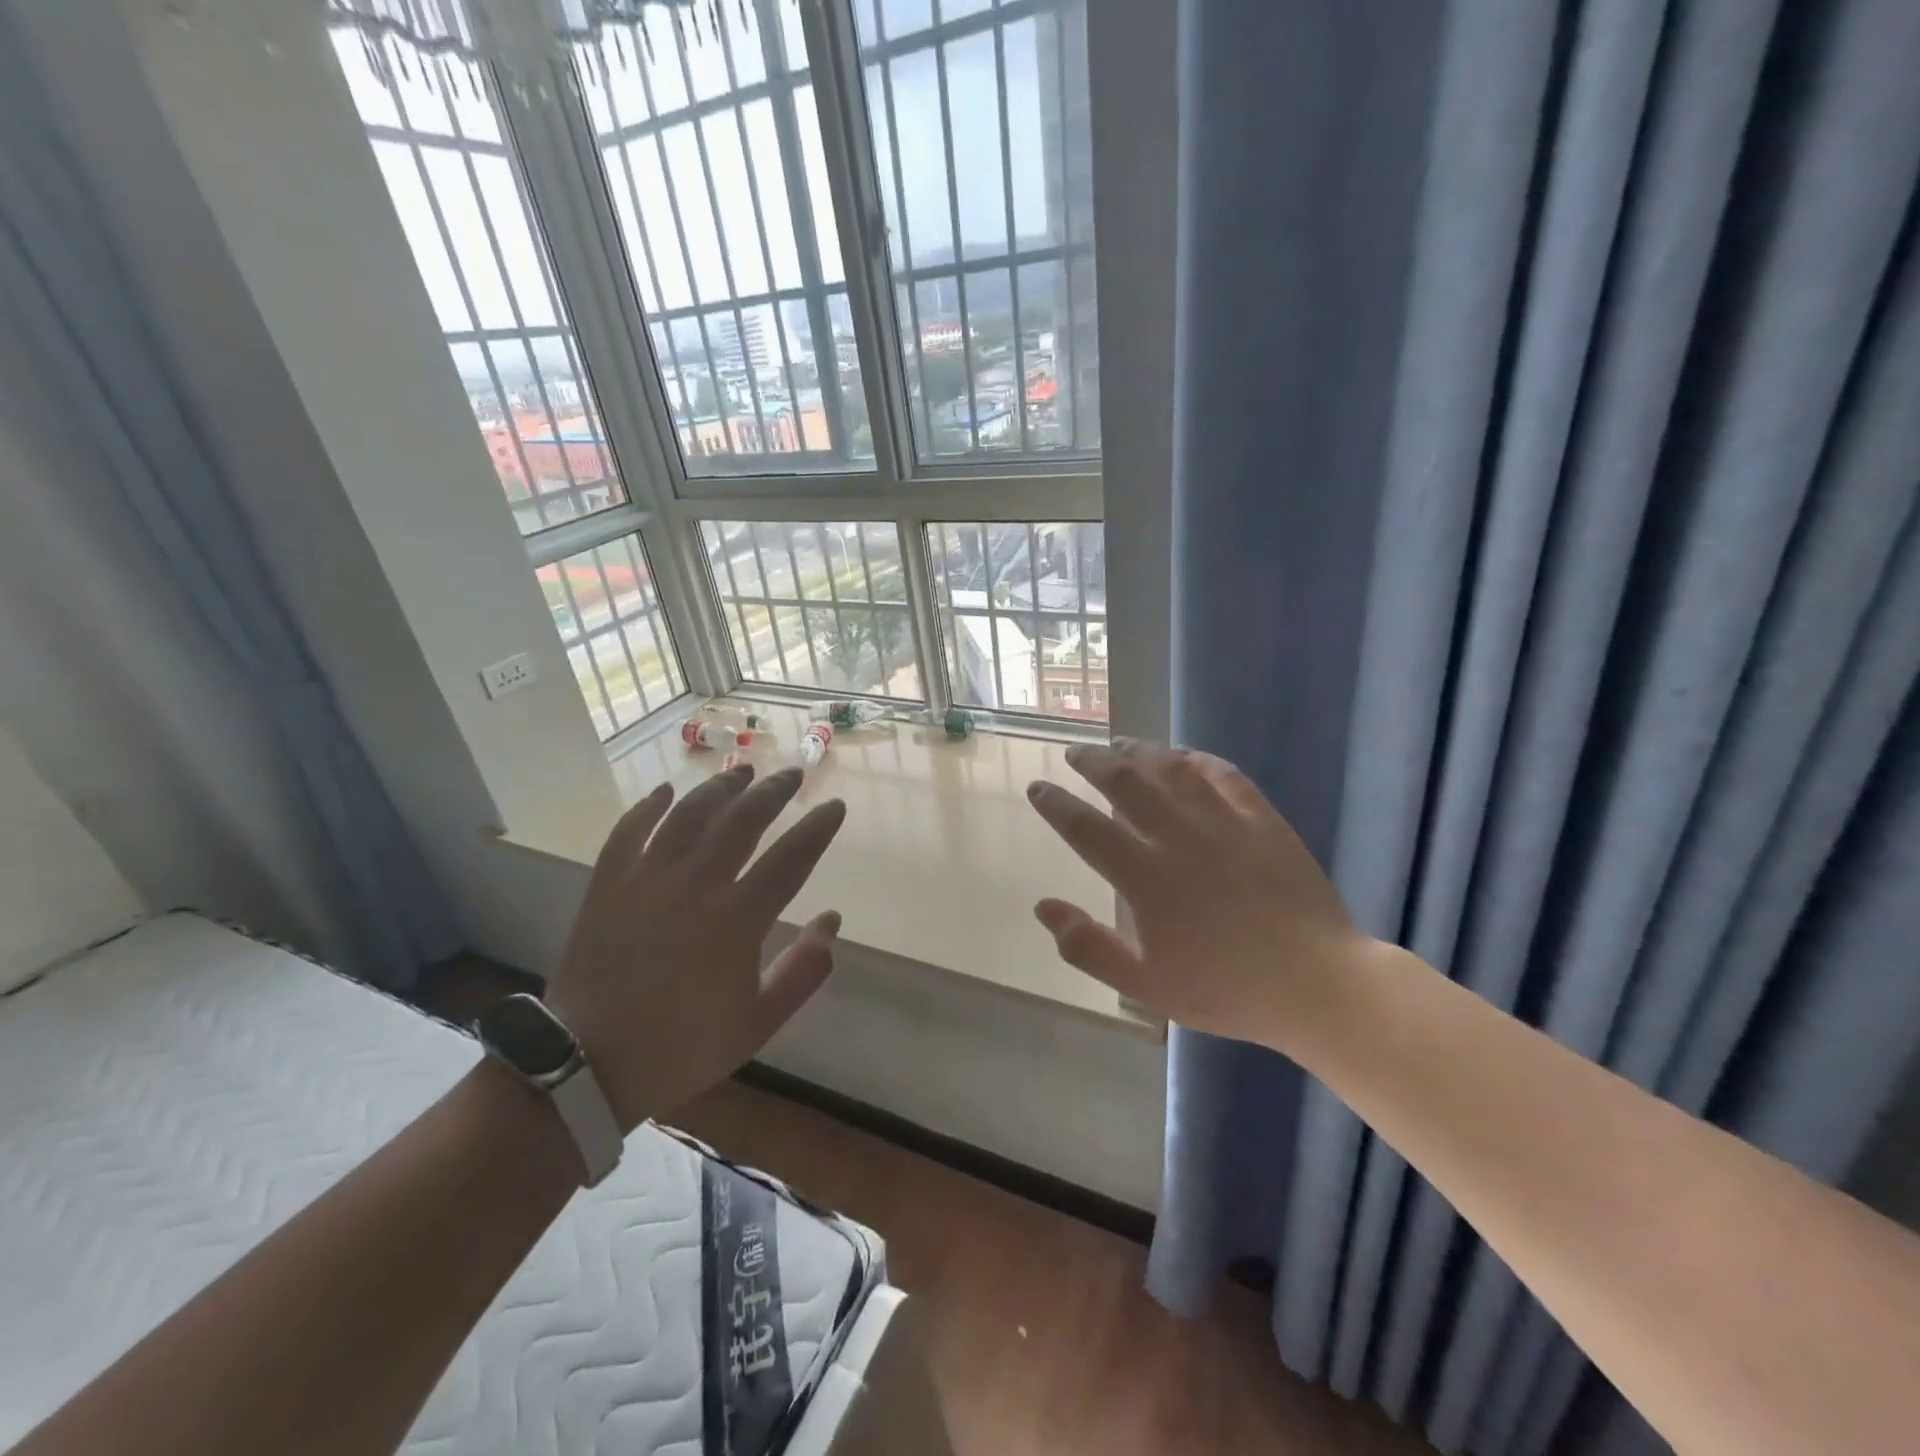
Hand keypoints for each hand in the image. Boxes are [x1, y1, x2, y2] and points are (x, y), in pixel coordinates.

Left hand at [545, 764, 845, 1127]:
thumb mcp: (758, 1023)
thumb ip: (803, 971)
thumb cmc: (682, 1048)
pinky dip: (648, 807)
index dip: (817, 828)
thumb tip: (832, 921)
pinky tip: (665, 791)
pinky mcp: (607, 884)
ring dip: (720, 787)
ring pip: (689, 814)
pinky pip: (629, 831)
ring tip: (742, 771)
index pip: (791, 857)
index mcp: (737, 920)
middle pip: (742, 820)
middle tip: (792, 774)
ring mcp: (646, 880)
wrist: (586, 1065)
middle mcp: (695, 886)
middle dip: (773, 791)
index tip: (834, 807)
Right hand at [1025, 741, 1368, 1053]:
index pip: (1085, 828)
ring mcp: (1223, 823)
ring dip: (1139, 751)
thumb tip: (1043, 907)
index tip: (1038, 788)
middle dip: (1092, 762)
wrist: (1315, 983)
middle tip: (1075, 752)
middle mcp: (1177, 838)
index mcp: (1144, 878)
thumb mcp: (1145, 985)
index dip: (1055, 804)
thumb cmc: (1224, 989)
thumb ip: (1088, 947)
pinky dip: (1195, 759)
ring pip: (1171, 769)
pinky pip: (1223, 774)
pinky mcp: (1261, 818)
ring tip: (1121, 744)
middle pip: (1125, 783)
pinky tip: (1183, 756)